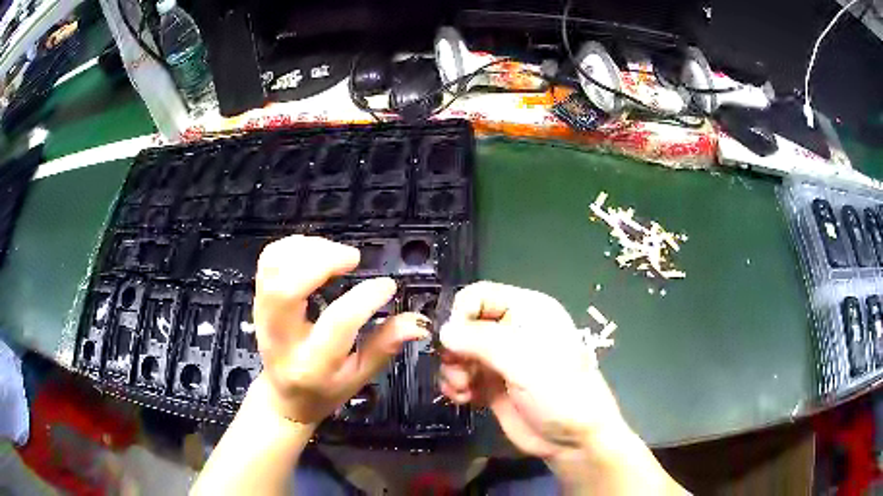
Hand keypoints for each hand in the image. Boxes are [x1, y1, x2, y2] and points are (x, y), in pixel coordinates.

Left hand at [253, 235, 428, 423]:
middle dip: (322, 261)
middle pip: (287, 288)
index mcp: (312, 364)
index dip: (365, 298)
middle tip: (353, 259)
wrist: (282, 397)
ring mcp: (263, 315)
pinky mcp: (258, 299)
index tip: (387, 286)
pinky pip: (268, 261)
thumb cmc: (324, 390)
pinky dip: (291, 246)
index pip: (336, 323)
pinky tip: (315, 251)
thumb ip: (385, 346)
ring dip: (307, 250)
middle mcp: (281, 337)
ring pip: (272, 268)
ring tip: (336, 254)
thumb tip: (417, 321)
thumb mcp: (360, 377)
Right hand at [438, 282, 626, 460]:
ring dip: (453, 370)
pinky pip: (462, 376)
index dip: (461, 313)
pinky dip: (456, 386)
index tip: (452, 341)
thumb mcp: (523, 360)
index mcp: (526, 310)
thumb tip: (443, 332)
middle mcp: (511, 330)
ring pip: (459, 352)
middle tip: (459, 371)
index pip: (480, 295)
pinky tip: (464, 399)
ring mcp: (500, 359)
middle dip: (454, 348)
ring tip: (462, 389)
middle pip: (465, 325)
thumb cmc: (559, 391)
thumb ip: (481, 341)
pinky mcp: (492, 384)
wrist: (573, 438)